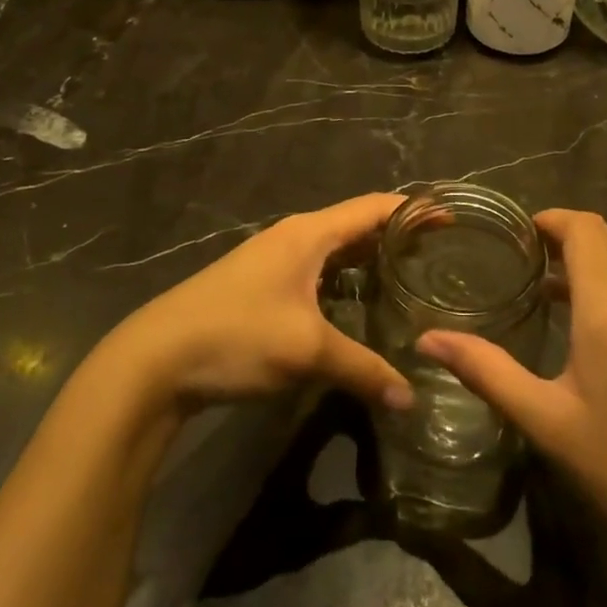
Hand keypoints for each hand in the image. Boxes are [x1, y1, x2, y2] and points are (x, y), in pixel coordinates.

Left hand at [105, 192, 412, 412]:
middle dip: (396, 236)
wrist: (155, 360)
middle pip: (356, 225)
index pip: (373, 207)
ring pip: (335, 251)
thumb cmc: (236, 336)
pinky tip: (359, 305)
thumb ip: (363, 370)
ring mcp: (274, 261)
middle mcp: (294, 237)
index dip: (413, 210)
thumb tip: (411, 398)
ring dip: (369, 259)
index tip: (451, 217)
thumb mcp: (307, 351)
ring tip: (409, 278)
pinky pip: (317, 271)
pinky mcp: (261, 286)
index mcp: (309, 233)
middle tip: (440, 254)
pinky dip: (345, 279)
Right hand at [418, 209, 606, 561]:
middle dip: (567, 237)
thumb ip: (488, 373)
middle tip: (527, 260)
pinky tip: (600, 336)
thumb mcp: (549, 424)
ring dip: (592, 265)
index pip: (585, 229)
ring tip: (554, 296)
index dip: (552, 218)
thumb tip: (428, 340)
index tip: (521, 233)